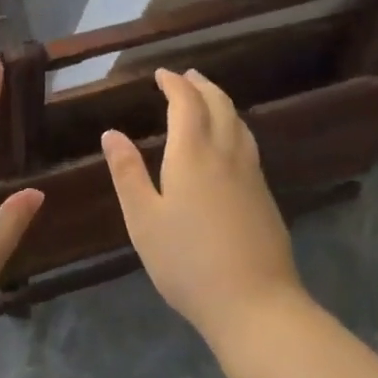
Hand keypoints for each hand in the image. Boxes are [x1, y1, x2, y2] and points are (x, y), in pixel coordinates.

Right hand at [103, 69, 304, 343]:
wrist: (255, 304)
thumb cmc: (187, 262)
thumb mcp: (143, 220)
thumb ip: (127, 173)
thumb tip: (112, 133)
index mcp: (192, 154)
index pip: (186, 103)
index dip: (174, 83)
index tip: (161, 74)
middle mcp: (226, 154)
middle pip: (219, 105)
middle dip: (201, 85)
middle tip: (186, 76)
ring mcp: (251, 175)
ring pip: (239, 123)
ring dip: (221, 102)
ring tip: (208, 99)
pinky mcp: (265, 196)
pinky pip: (248, 143)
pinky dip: (234, 125)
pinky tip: (229, 142)